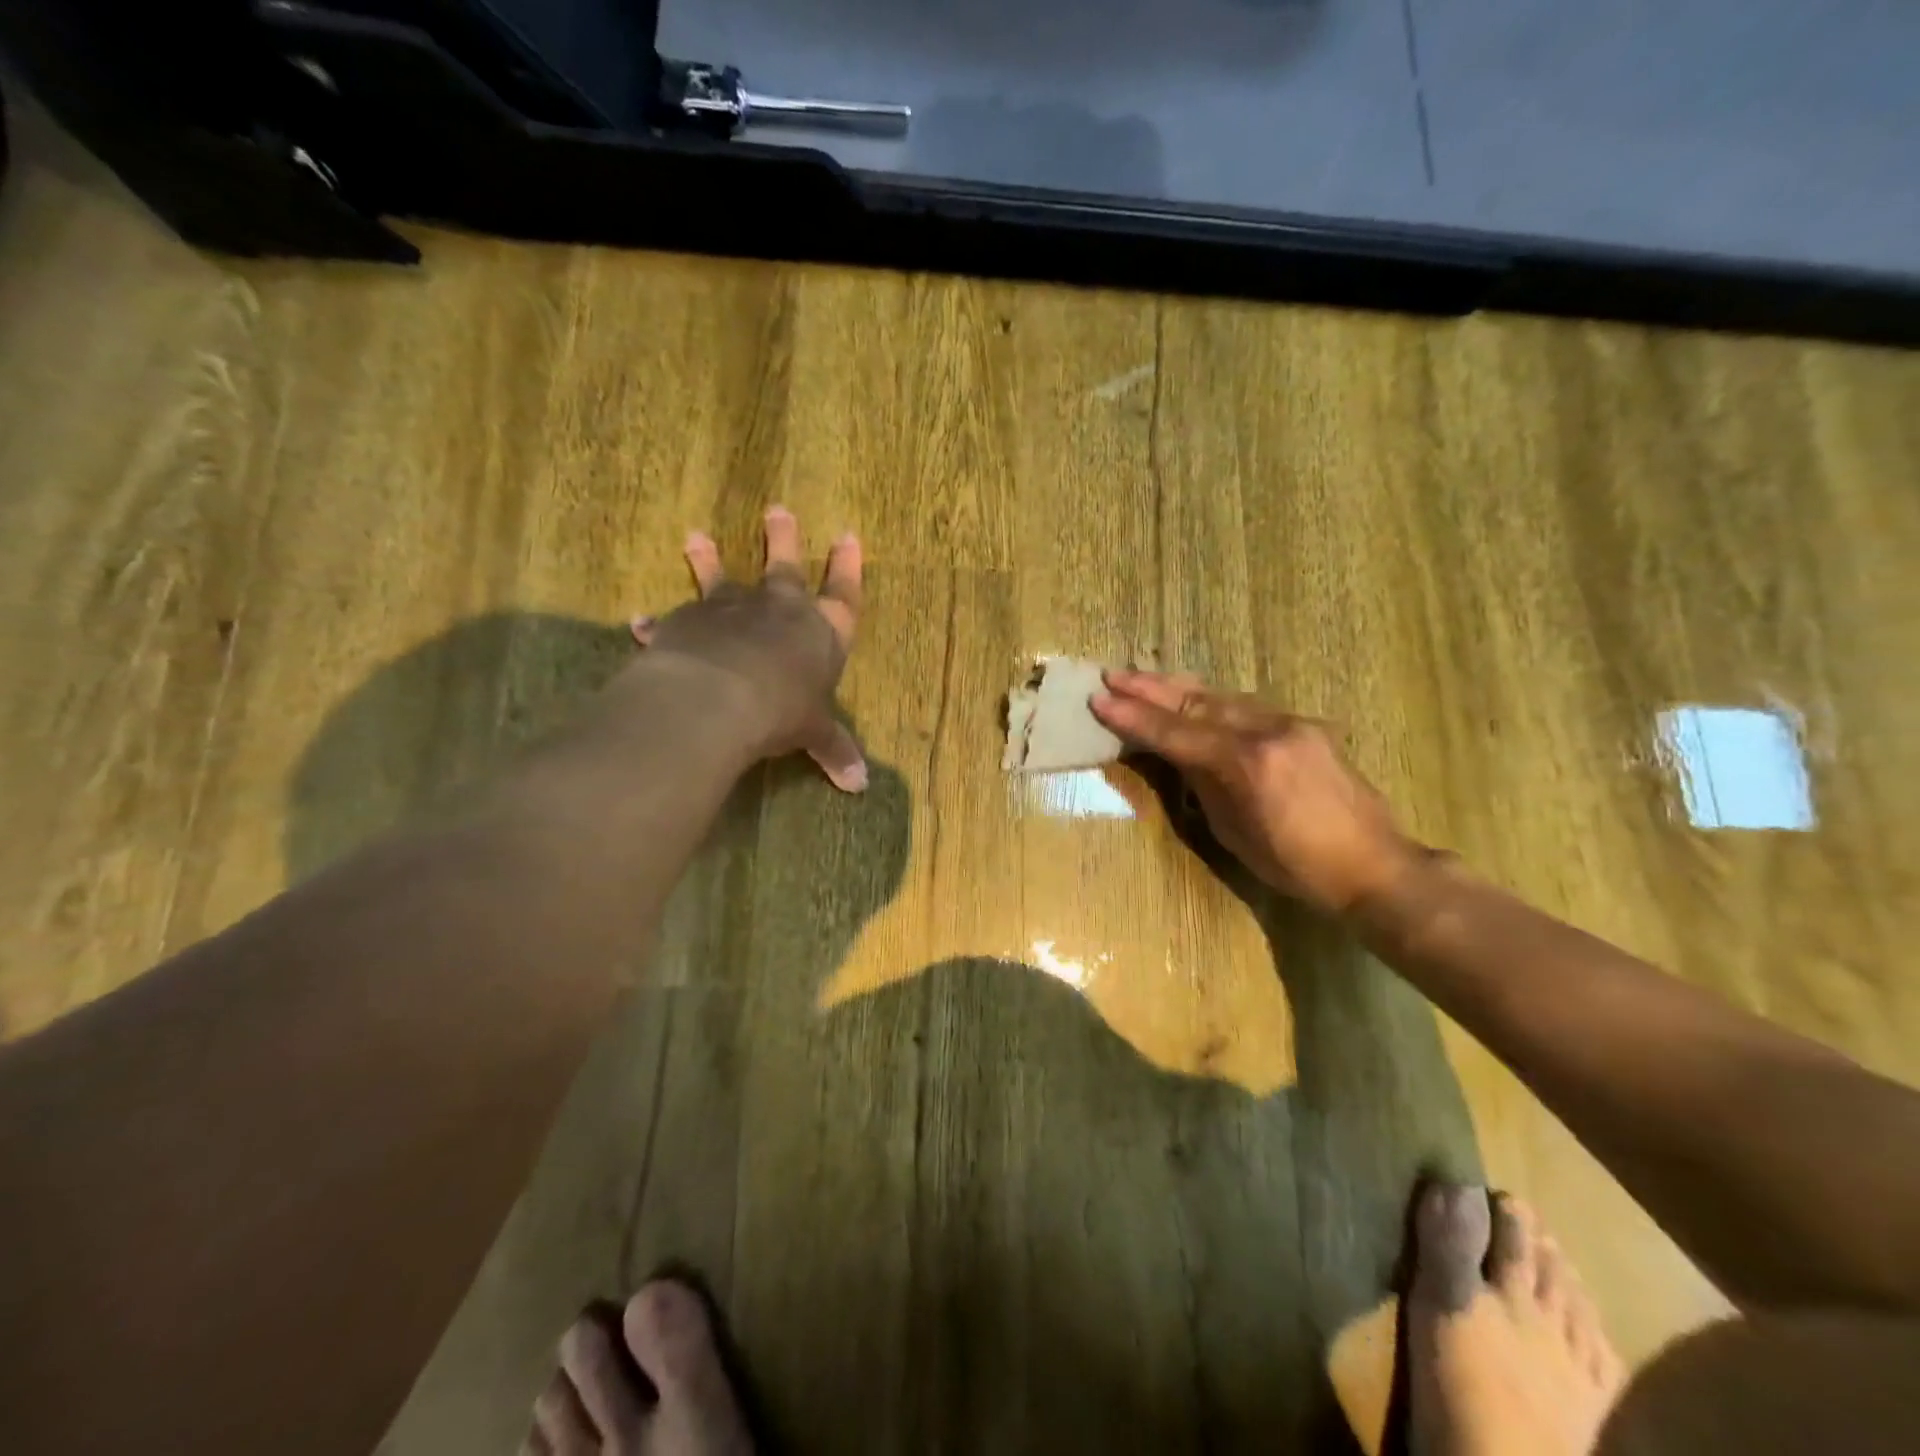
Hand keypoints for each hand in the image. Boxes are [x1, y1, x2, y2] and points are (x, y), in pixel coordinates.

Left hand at [628, 506, 866, 791]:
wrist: (719, 697)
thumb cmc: (782, 710)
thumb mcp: (813, 733)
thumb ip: (833, 750)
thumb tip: (860, 786)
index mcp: (819, 632)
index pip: (843, 594)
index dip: (848, 568)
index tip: (847, 536)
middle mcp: (777, 610)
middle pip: (785, 568)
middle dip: (784, 539)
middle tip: (777, 510)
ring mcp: (730, 611)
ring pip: (721, 578)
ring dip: (709, 559)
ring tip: (695, 537)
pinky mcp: (688, 621)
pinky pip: (673, 619)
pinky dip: (658, 624)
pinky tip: (640, 623)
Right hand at [1091, 670, 1416, 914]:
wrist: (1373, 864)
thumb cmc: (1295, 865)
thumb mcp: (1233, 831)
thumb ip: (1204, 784)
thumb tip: (1180, 756)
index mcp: (1245, 764)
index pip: (1175, 733)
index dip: (1134, 717)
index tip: (1099, 700)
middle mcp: (1267, 731)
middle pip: (1196, 702)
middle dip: (1150, 688)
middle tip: (1112, 675)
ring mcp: (1290, 723)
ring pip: (1222, 696)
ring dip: (1179, 688)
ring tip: (1143, 677)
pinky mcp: (1306, 726)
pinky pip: (1248, 706)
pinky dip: (1213, 700)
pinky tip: (1194, 697)